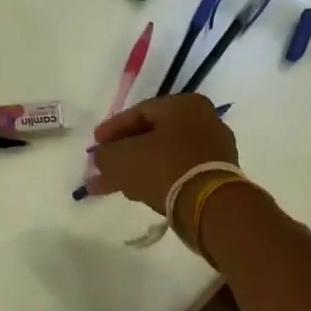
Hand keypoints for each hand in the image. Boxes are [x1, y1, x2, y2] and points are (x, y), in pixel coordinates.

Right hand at [89, 95, 239, 211]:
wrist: (208, 205)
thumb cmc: (163, 167)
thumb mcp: (121, 158)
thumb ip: (104, 154)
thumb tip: (101, 157)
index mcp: (184, 105)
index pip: (138, 112)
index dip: (111, 129)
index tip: (94, 145)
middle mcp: (203, 121)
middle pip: (151, 136)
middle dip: (122, 154)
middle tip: (101, 166)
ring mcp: (213, 149)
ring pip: (163, 156)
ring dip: (135, 170)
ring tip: (111, 186)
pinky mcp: (216, 175)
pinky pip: (177, 172)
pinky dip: (155, 180)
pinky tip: (136, 193)